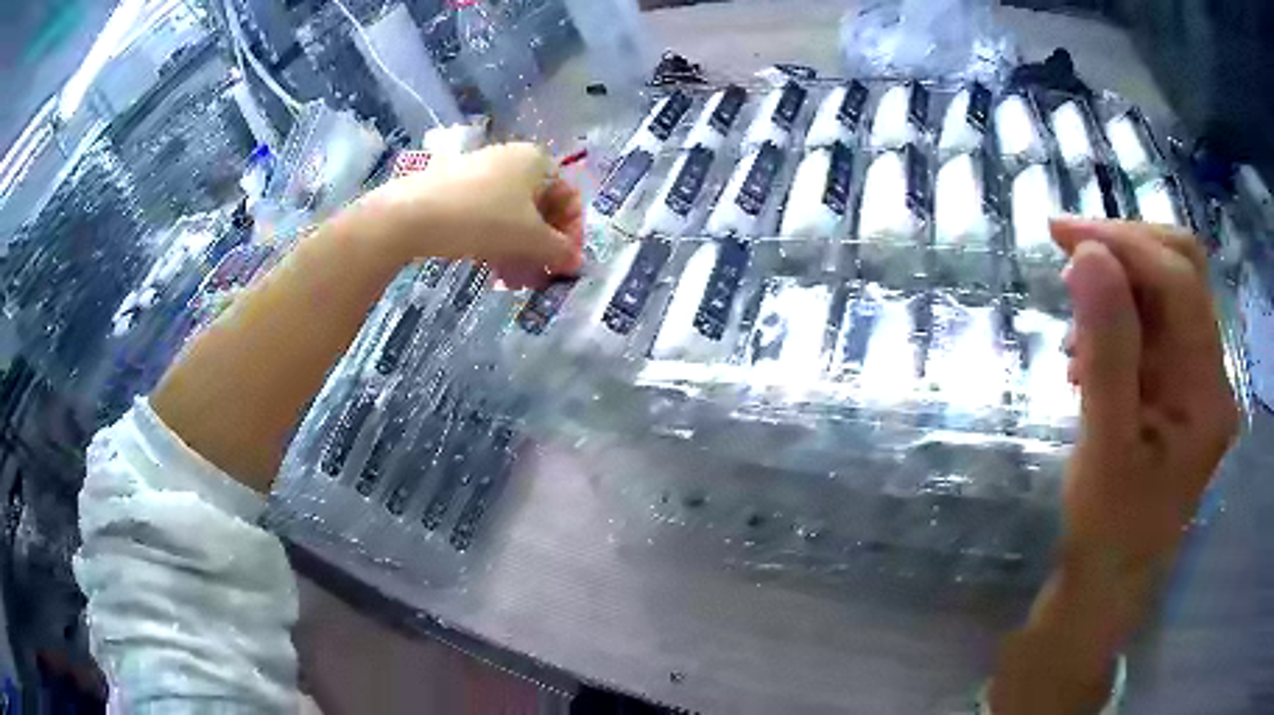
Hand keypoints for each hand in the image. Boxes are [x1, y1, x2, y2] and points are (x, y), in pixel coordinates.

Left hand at [356, 142, 583, 287]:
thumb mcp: (529, 238)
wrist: (411, 214)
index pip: (569, 199)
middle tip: (538, 279)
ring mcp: (483, 173)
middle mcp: (514, 160)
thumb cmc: (482, 218)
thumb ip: (559, 251)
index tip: (564, 267)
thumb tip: (576, 263)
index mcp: (538, 160)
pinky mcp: (458, 189)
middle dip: (543, 249)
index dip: (572, 236)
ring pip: (513, 217)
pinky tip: (491, 270)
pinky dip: (497, 243)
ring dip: (521, 252)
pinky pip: (489, 216)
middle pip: (541, 209)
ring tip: (513, 282)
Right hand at [1052, 219, 1237, 559]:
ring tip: (1074, 324)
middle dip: (1125, 248)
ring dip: (1118, 283)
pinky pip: (1154, 323)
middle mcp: (1212, 373)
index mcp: (1208, 393)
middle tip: (1069, 253)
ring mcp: (1197, 376)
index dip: (1127, 245)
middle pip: (1182, 271)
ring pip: (1166, 291)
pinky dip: (1118, 314)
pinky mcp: (1179, 383)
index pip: (1181, 283)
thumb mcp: (1105, 448)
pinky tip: (1088, 349)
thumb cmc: (1108, 530)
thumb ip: (1107, 352)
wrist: (1110, 578)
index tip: (1064, 236)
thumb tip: (1089, 255)